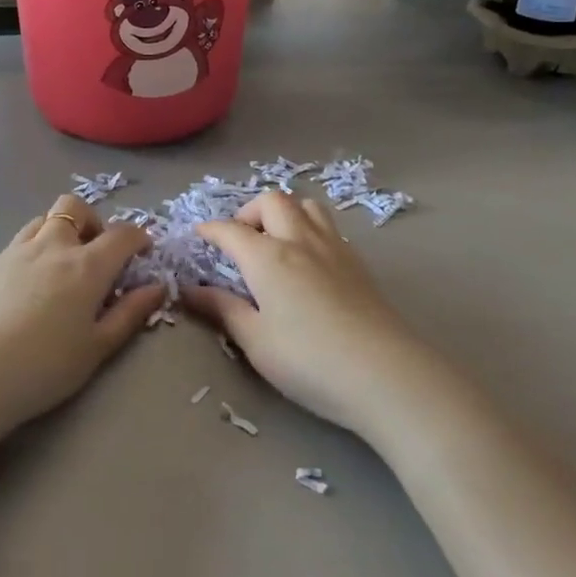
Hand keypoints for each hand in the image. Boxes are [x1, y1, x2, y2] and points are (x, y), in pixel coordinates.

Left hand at [0, 194, 163, 451]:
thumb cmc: (44, 368)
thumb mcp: (97, 348)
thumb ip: (130, 314)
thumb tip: (156, 287)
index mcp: (86, 266)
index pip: (122, 234)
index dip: (138, 238)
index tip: (142, 252)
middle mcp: (52, 246)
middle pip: (75, 207)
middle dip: (92, 221)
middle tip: (95, 253)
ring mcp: (15, 252)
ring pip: (42, 219)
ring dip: (59, 231)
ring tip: (61, 266)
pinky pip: (17, 244)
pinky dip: (33, 252)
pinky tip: (26, 288)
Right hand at [182, 190, 423, 433]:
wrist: (385, 374)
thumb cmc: (309, 361)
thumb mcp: (256, 341)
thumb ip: (223, 310)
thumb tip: (190, 291)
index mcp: (268, 257)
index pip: (231, 230)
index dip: (211, 229)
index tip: (199, 235)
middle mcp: (299, 240)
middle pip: (272, 201)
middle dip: (249, 212)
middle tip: (240, 240)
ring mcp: (333, 248)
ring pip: (306, 205)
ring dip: (285, 213)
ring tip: (275, 242)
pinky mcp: (358, 263)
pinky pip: (328, 226)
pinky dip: (309, 228)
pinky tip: (308, 261)